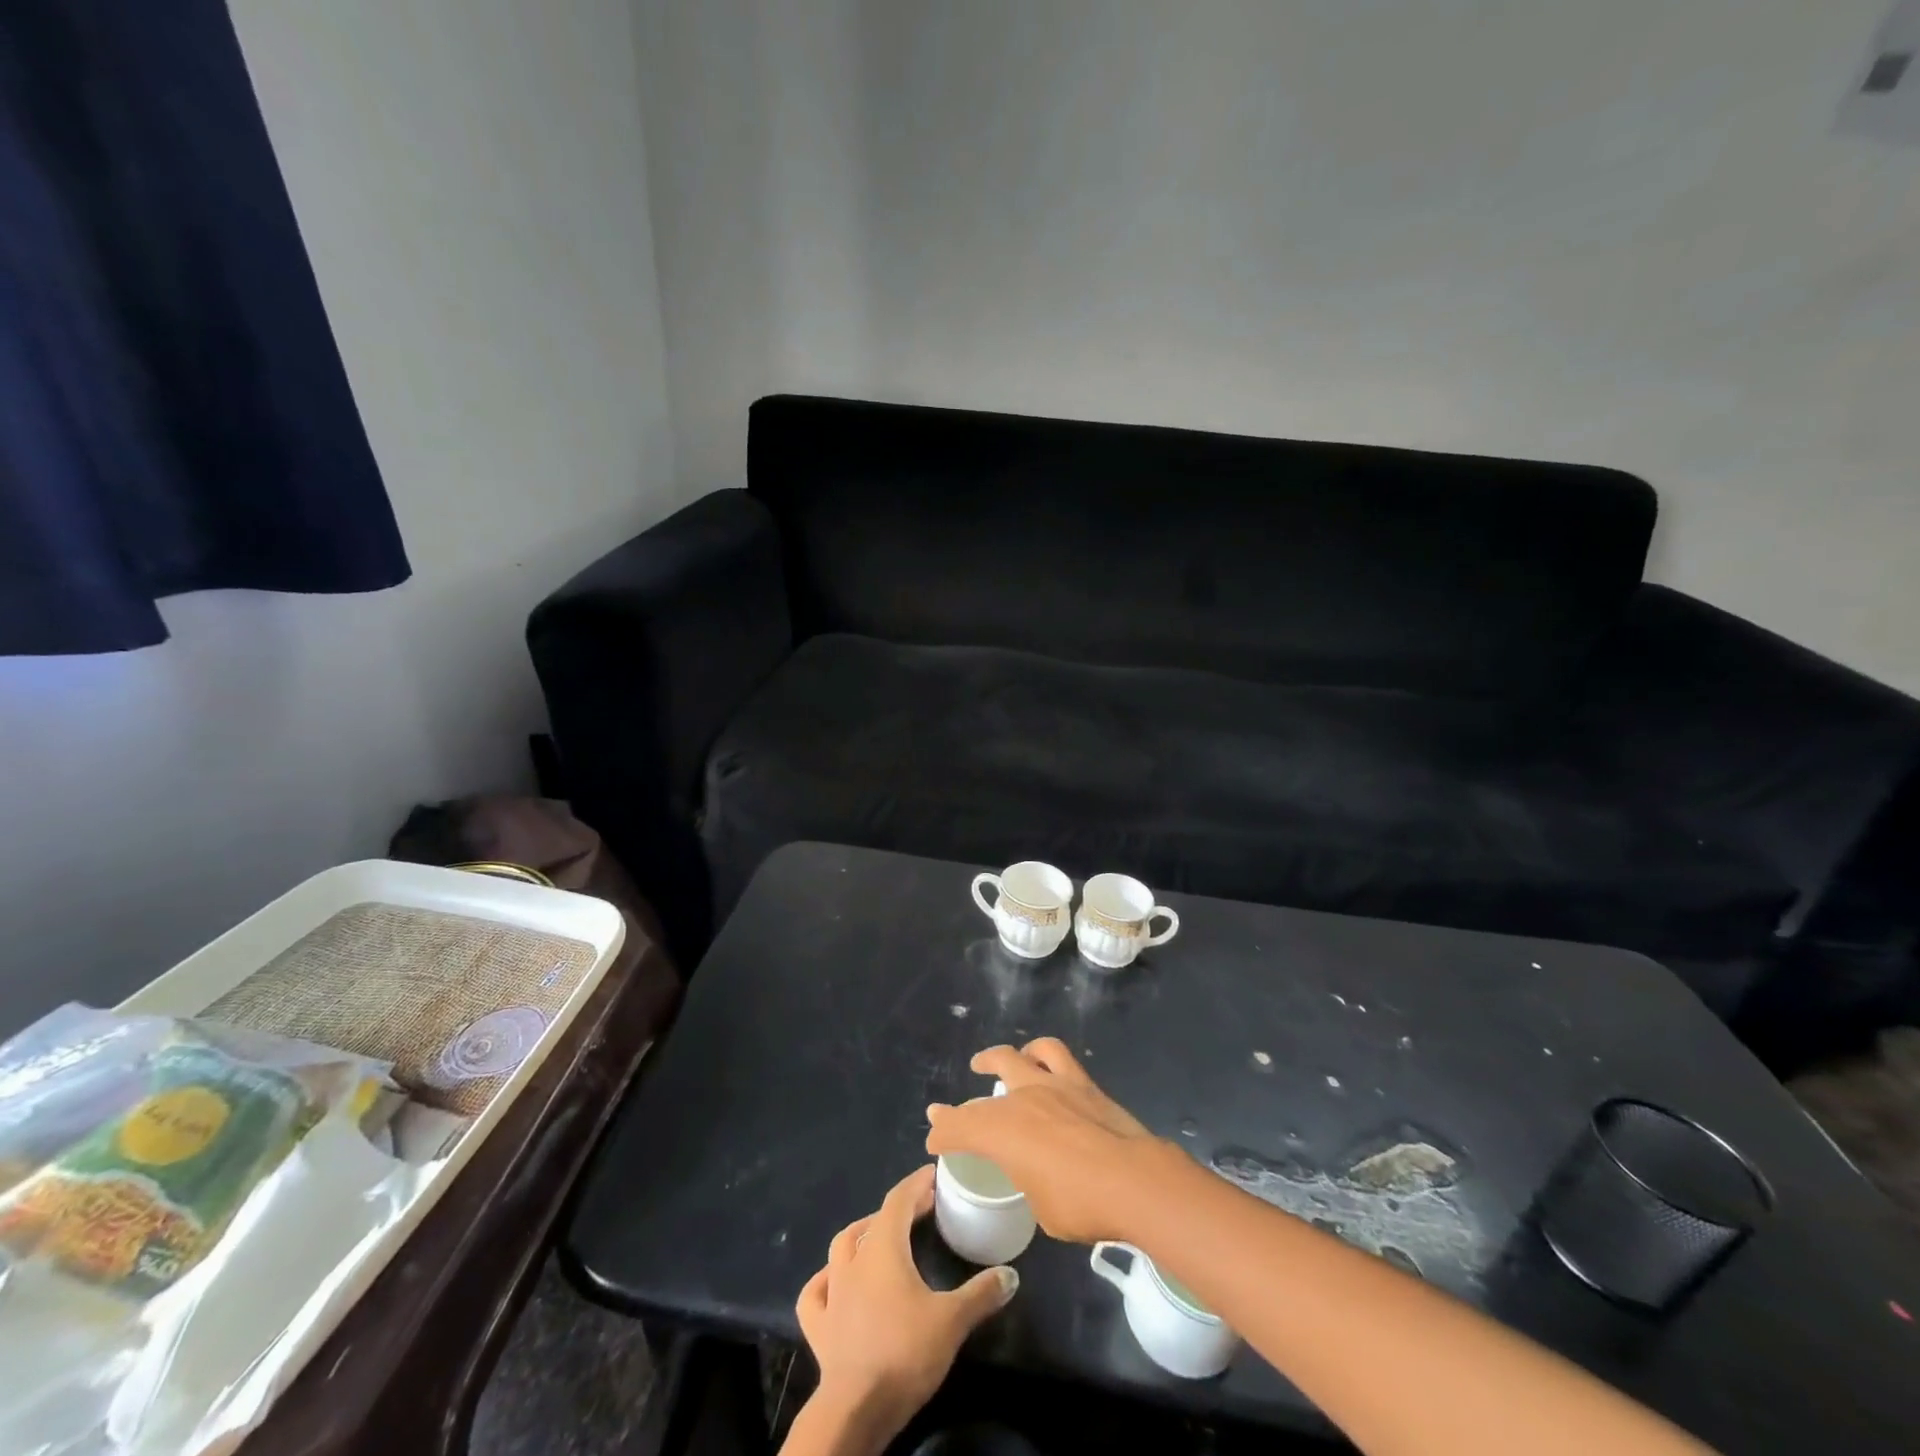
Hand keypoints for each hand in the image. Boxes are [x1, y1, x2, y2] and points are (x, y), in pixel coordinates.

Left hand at [791, 1165, 1016, 1453]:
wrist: (856, 1407)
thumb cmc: (904, 1352)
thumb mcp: (952, 1320)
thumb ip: (981, 1293)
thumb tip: (1011, 1275)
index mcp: (884, 1247)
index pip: (899, 1200)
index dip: (916, 1184)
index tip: (933, 1174)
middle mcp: (854, 1260)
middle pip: (874, 1220)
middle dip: (898, 1210)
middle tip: (921, 1209)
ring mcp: (832, 1291)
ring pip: (841, 1247)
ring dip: (862, 1236)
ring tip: (880, 1237)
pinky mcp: (818, 1325)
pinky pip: (815, 1291)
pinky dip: (825, 1280)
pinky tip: (833, 1281)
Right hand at [925, 1037, 1175, 1244]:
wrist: (1134, 1180)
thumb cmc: (1081, 1204)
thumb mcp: (1040, 1206)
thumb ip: (1029, 1179)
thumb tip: (1035, 1171)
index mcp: (1002, 1131)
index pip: (958, 1128)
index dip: (941, 1135)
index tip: (935, 1143)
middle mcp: (1021, 1098)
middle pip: (982, 1093)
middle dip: (964, 1101)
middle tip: (952, 1109)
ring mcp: (1053, 1085)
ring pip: (1020, 1055)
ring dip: (1002, 1058)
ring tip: (998, 1062)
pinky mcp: (1083, 1082)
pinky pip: (1056, 1055)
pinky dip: (1042, 1056)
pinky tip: (1043, 1063)